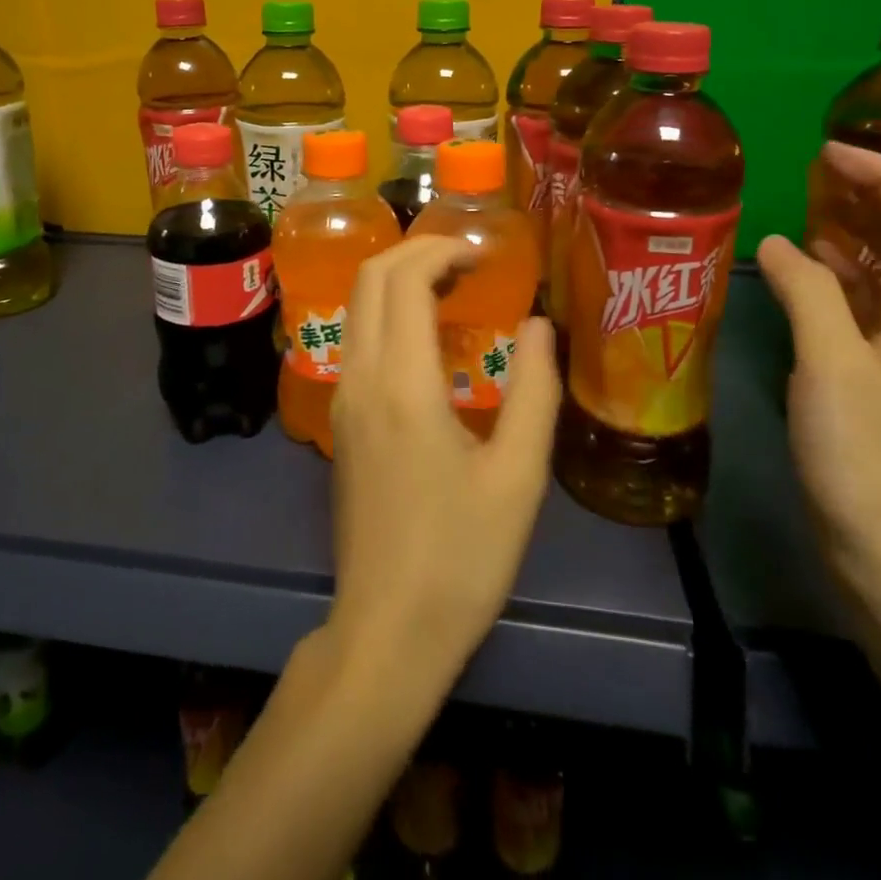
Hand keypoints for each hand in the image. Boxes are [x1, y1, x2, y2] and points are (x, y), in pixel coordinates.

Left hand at [327, 237, 561, 685]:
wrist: (388, 629)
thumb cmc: (462, 557)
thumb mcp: (518, 477)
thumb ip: (534, 390)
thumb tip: (540, 325)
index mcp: (402, 384)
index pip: (402, 280)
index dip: (439, 251)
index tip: (483, 254)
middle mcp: (360, 377)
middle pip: (369, 279)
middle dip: (414, 252)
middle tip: (468, 262)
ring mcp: (342, 398)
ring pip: (357, 305)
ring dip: (397, 280)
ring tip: (453, 288)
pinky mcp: (340, 419)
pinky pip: (357, 338)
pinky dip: (387, 312)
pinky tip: (427, 336)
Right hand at [757, 142, 880, 621]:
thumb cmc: (870, 460)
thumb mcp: (833, 367)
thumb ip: (808, 295)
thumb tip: (778, 241)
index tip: (830, 152)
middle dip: (879, 196)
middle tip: (819, 172)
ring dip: (860, 234)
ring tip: (808, 209)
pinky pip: (869, 310)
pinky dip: (841, 279)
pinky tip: (805, 274)